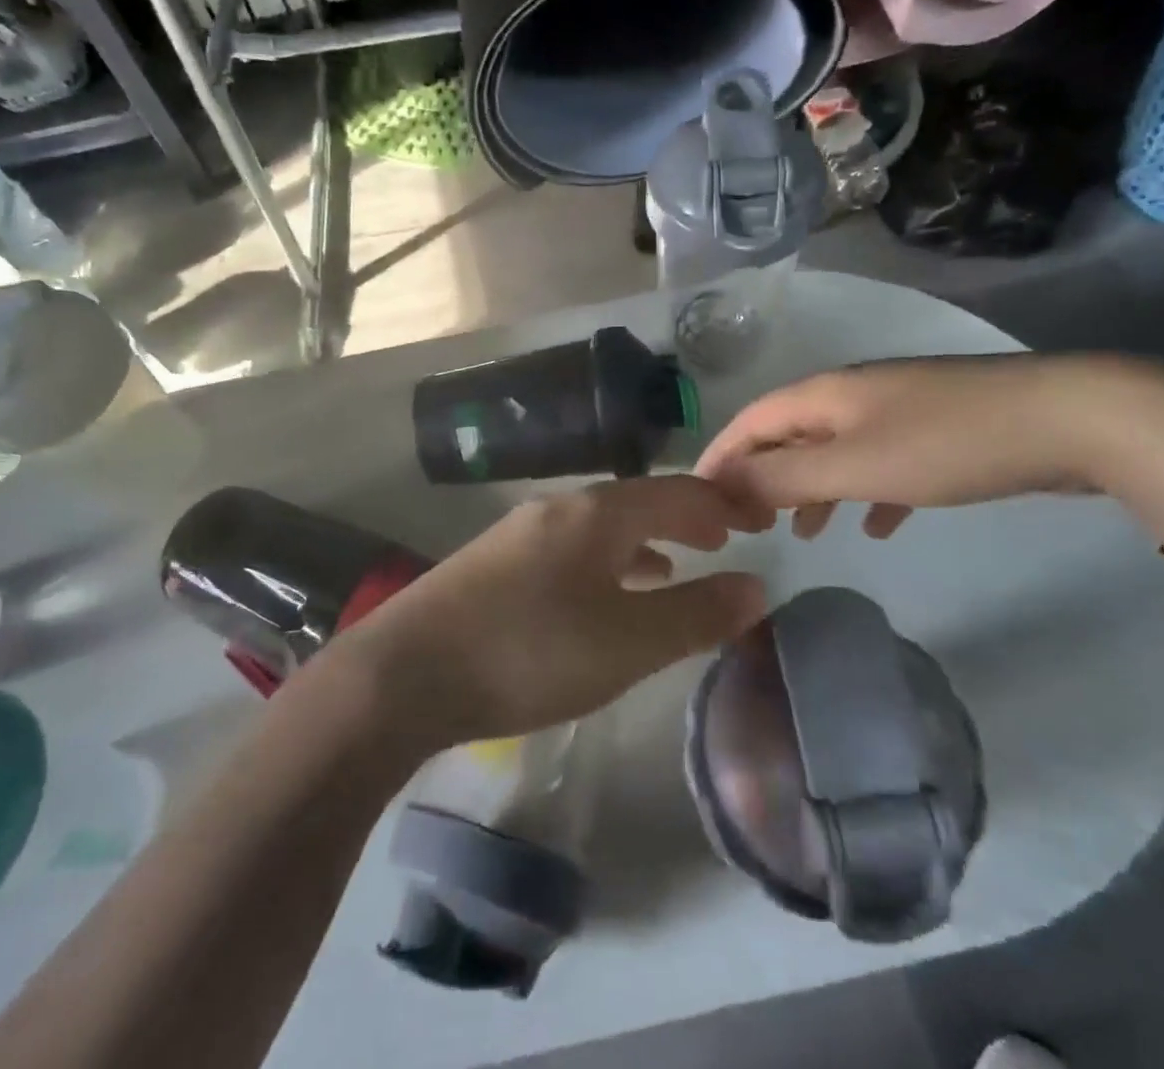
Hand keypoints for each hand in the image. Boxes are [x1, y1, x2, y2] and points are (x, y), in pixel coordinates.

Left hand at [337, 476, 768, 748]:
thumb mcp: (626, 642)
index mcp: (595, 513)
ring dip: (644, 541)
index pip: (674, 491)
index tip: (756, 519)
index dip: (720, 503)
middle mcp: (558, 509)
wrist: (405, 672)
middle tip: (723, 538)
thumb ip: (695, 615)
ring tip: (676, 565)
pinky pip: (571, 549)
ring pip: (601, 527)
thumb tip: (757, 587)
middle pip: (636, 502)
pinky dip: (605, 562)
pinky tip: (604, 594)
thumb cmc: (529, 651)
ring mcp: (520, 533)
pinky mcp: (495, 564)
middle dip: (683, 518)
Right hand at [694, 354, 1125, 539]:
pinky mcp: (937, 431)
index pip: (751, 420)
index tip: (698, 499)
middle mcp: (853, 395)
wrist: (1069, 419)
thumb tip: (723, 485)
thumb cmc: (948, 443)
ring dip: (813, 490)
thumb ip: (784, 477)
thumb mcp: (855, 465)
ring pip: (835, 451)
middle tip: (749, 522)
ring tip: (806, 534)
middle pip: (789, 434)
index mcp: (825, 394)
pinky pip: (883, 463)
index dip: (720, 456)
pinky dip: (867, 493)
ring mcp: (898, 410)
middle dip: (764, 476)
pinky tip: (877, 525)